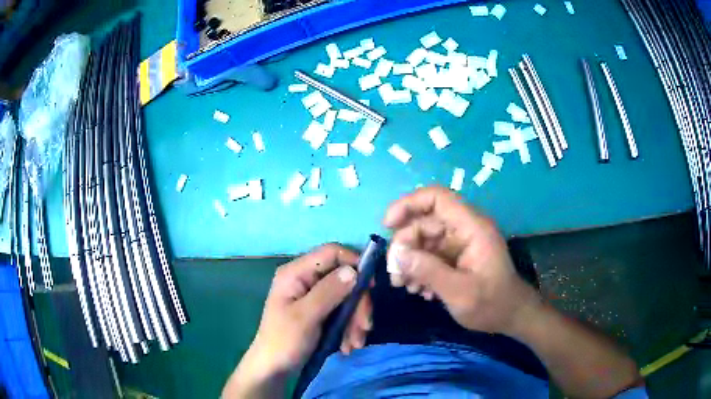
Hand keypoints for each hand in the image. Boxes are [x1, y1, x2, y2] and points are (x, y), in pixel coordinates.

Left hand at [223, 244, 371, 397]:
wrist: (274, 367)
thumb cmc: (284, 341)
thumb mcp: (306, 317)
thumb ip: (329, 291)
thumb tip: (354, 270)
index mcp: (296, 273)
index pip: (331, 253)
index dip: (354, 263)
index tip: (371, 286)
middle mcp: (306, 279)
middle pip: (344, 277)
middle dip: (357, 303)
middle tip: (364, 327)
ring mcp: (314, 295)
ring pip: (347, 297)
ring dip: (355, 320)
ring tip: (355, 343)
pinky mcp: (320, 310)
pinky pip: (343, 311)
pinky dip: (349, 327)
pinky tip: (348, 345)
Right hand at [383, 186, 541, 334]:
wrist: (511, 317)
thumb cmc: (491, 304)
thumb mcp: (459, 292)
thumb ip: (428, 271)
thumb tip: (396, 254)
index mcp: (472, 227)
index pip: (437, 198)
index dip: (409, 204)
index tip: (387, 225)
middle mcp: (465, 229)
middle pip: (425, 222)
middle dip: (405, 246)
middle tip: (395, 275)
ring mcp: (460, 243)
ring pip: (424, 240)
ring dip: (409, 261)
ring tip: (404, 286)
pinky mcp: (456, 257)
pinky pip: (430, 254)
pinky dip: (420, 269)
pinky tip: (419, 290)